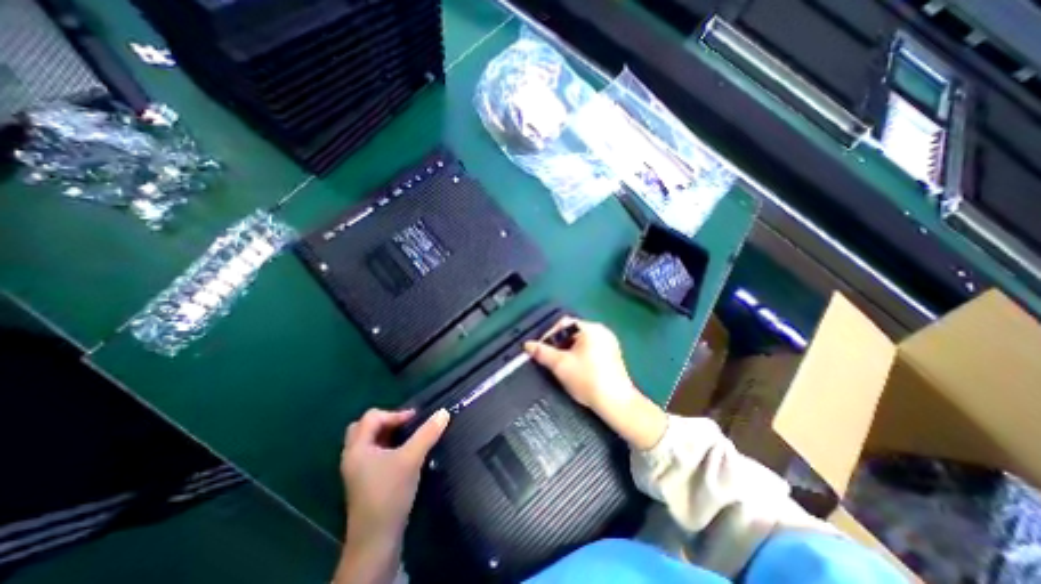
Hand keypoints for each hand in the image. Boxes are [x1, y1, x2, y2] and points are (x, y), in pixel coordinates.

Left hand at [342, 408, 446, 543]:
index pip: (372, 417)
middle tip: (406, 426)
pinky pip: (373, 455)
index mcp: (357, 448)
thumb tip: (444, 412)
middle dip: (387, 422)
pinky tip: (403, 455)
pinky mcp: (364, 482)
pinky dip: (386, 448)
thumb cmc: (390, 493)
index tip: (416, 420)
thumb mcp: (411, 458)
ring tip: (408, 438)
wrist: (376, 540)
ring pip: (369, 442)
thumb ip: (427, 433)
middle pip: (365, 427)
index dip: (395, 414)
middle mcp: (353, 456)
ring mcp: (357, 471)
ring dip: (387, 435)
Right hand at [524, 317, 661, 449]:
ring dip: (568, 350)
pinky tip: (575, 369)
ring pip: (581, 341)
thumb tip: (528, 345)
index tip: (540, 349)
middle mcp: (602, 331)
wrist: (615, 403)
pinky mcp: (613, 355)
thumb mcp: (560, 365)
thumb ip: (542, 353)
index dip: (549, 334)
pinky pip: (591, 349)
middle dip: (558, 344)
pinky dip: (580, 355)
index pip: (564, 323)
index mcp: (591, 328)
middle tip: (549, 358)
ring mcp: (610, 343)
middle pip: (573, 332)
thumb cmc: (587, 379)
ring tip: (560, 365)